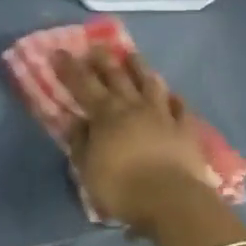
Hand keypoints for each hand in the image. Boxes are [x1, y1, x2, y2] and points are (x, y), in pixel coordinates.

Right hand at [56, 47, 215, 231]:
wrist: (171, 200)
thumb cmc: (122, 188)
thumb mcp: (88, 170)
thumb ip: (80, 143)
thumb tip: (75, 121)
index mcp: (106, 115)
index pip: (83, 85)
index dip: (70, 68)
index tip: (59, 52)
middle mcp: (134, 107)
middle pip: (117, 76)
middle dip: (104, 59)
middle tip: (96, 46)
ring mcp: (162, 114)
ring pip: (150, 83)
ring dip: (140, 68)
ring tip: (133, 55)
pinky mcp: (185, 128)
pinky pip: (180, 107)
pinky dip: (174, 98)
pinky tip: (172, 94)